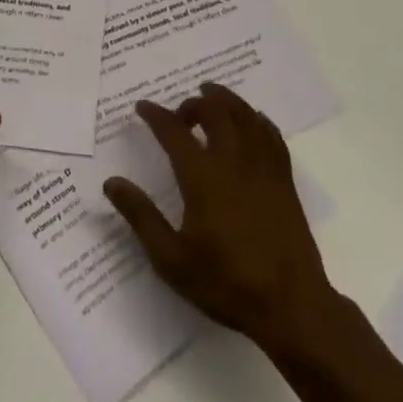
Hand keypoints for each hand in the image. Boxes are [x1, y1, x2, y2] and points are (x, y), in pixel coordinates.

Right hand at [104, 83, 334, 357]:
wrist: (290, 306)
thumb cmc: (226, 283)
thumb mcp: (171, 259)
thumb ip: (140, 216)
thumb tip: (112, 182)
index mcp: (203, 178)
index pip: (174, 132)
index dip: (156, 115)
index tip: (142, 107)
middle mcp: (233, 162)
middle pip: (215, 112)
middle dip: (194, 103)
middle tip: (180, 112)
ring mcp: (263, 168)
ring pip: (246, 116)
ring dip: (227, 100)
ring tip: (213, 95)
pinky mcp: (284, 180)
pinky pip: (272, 136)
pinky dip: (258, 120)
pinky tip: (253, 121)